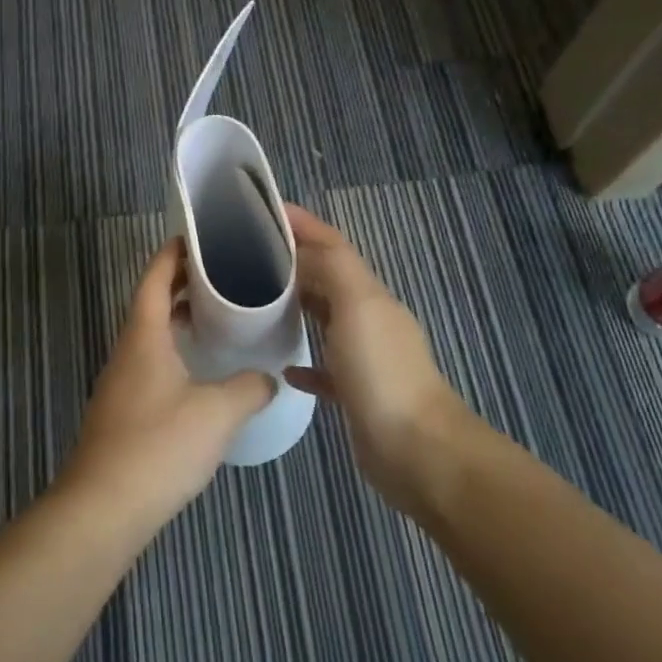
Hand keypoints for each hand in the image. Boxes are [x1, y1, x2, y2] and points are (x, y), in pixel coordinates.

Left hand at [58, 238, 272, 537]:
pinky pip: (152, 363)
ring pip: (151, 335)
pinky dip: (176, 352)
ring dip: (180, 320)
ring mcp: (121, 381)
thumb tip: (267, 379)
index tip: (201, 238)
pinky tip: (202, 374)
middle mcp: (127, 350)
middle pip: (152, 302)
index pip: (155, 277)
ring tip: (220, 318)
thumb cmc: (159, 446)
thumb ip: (248, 389)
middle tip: (224, 276)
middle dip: (183, 284)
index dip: (174, 253)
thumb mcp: (217, 413)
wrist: (103, 507)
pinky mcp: (123, 410)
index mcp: (144, 335)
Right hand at [282, 204, 469, 511]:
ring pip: (324, 320)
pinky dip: (303, 361)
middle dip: (292, 262)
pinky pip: (324, 368)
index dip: (303, 225)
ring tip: (252, 302)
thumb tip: (301, 248)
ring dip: (295, 306)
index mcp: (369, 294)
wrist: (417, 450)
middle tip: (244, 255)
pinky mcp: (355, 394)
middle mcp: (368, 319)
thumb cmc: (382, 372)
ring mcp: (363, 358)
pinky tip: (281, 365)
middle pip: (327, 279)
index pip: (333, 245)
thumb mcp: (358, 306)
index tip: (263, 210)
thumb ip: (332, 268)